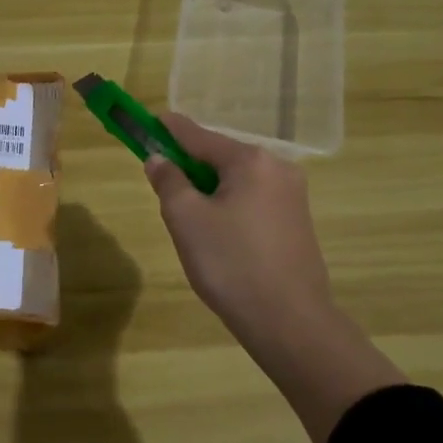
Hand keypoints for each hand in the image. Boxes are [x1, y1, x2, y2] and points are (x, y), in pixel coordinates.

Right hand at [143, 112, 335, 358]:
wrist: (289, 321)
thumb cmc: (230, 263)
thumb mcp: (185, 218)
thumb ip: (168, 180)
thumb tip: (159, 159)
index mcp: (250, 161)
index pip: (197, 134)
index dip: (167, 128)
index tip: (146, 120)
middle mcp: (277, 168)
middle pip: (219, 155)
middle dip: (188, 165)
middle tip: (162, 187)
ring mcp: (292, 195)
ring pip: (235, 179)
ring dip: (207, 188)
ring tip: (188, 220)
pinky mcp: (296, 220)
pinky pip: (251, 198)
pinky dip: (228, 204)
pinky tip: (217, 234)